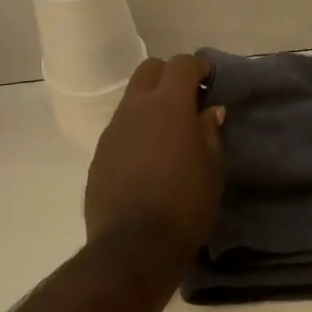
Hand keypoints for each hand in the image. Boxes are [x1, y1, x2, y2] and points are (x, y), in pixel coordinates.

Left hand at [85, 54, 225, 264]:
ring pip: (131, 99)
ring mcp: (112, 131)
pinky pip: (120, 129)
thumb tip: (209, 110)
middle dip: (169, 76)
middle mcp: (135, 108)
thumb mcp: (212, 169)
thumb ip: (209, 132)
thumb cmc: (185, 204)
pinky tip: (149, 159)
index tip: (210, 80)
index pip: (181, 64)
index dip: (198, 67)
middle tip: (188, 100)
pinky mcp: (99, 155)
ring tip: (169, 133)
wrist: (134, 246)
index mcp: (168, 105)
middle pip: (149, 70)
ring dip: (151, 104)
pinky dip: (137, 131)